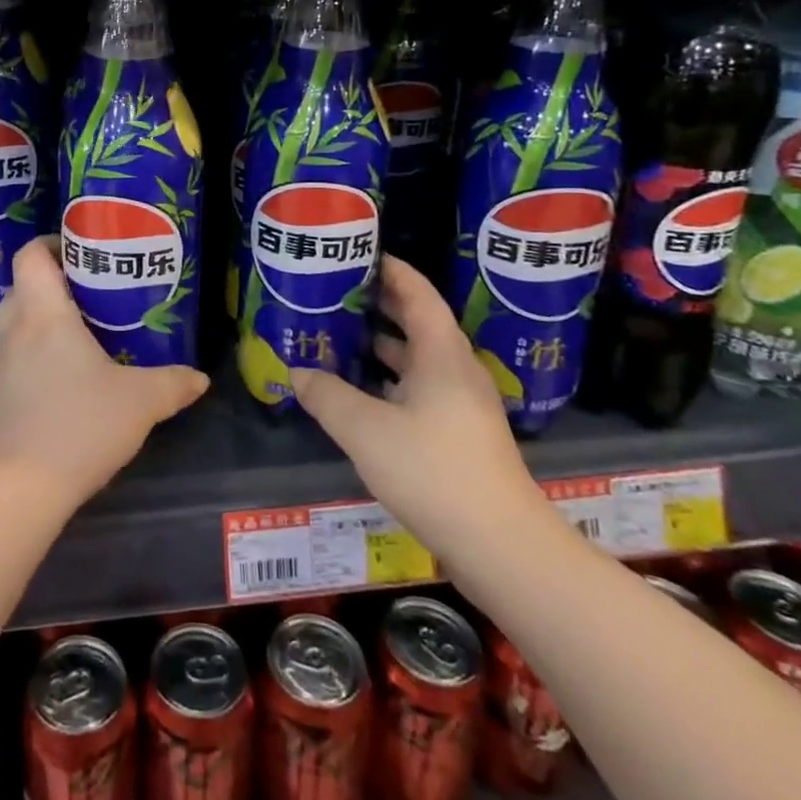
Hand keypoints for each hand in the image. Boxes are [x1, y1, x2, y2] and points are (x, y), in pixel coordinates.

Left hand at [0, 237, 208, 508]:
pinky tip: (70, 381)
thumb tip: (200, 378)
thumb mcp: (140, 402)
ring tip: (87, 334)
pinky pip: (18, 360)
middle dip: (54, 282)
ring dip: (45, 321)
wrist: (16, 490)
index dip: (51, 243)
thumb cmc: (77, 425)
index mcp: (44, 315)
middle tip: (93, 291)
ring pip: (18, 325)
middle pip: (23, 287)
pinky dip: (38, 356)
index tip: (84, 249)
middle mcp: (16, 332)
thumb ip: (173, 384)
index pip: (31, 256)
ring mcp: (1, 367)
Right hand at [288, 257, 545, 562]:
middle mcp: (455, 369)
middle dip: (379, 303)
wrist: (502, 547)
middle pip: (418, 321)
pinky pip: (419, 387)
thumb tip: (298, 371)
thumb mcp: (366, 430)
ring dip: (382, 343)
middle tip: (336, 290)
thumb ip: (327, 396)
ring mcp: (461, 403)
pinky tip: (360, 390)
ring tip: (339, 333)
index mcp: (441, 353)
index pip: (417, 293)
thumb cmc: (434, 472)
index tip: (359, 253)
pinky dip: (389, 378)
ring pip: (417, 357)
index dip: (391, 269)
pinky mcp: (459, 433)